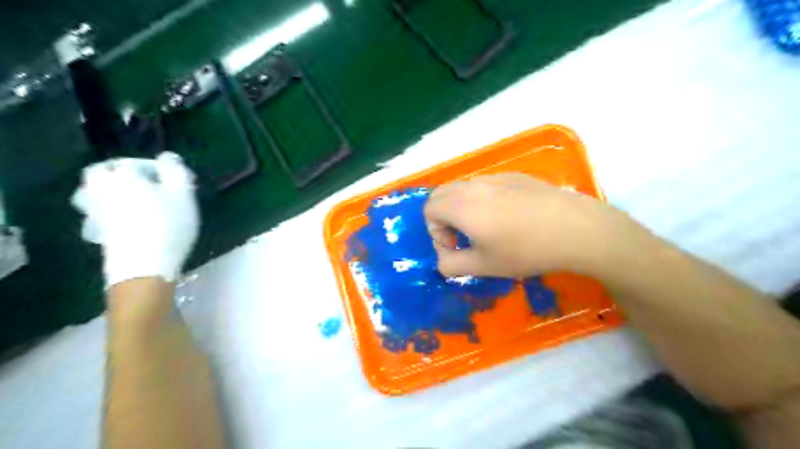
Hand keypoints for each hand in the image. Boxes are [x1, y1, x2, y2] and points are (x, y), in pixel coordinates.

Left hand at [72, 153, 200, 286]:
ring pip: (95, 192)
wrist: (144, 265)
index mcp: (124, 176)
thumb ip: (176, 171)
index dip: (155, 167)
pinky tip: (128, 220)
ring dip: (112, 191)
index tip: (174, 179)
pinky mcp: (98, 232)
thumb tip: (168, 157)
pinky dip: (111, 211)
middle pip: (102, 173)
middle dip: (121, 174)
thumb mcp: (183, 194)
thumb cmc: (169, 225)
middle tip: (145, 183)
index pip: (133, 162)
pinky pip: (98, 212)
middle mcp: (103, 189)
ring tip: (135, 200)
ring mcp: (96, 212)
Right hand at [424, 174, 631, 278]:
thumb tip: (443, 260)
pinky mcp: (516, 176)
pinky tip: (509, 218)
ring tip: (486, 229)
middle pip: (441, 194)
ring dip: (462, 208)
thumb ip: (452, 265)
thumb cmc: (527, 250)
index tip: (455, 250)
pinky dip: (482, 200)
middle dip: (443, 218)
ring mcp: (496, 177)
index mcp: (462, 205)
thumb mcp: (484, 266)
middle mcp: (474, 185)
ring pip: (463, 188)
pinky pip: (486, 185)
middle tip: (463, 238)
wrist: (577, 229)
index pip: (429, 210)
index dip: (435, 233)